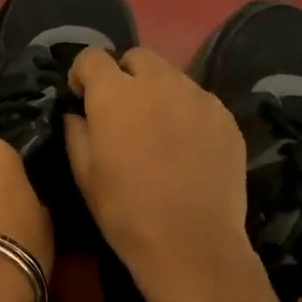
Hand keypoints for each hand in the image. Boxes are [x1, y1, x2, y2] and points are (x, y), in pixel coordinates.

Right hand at [65, 46, 249, 299]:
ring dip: (156, 91)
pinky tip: (185, 146)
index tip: (82, 98)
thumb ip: (76, 133)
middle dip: (123, 74)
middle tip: (121, 111)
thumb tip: (77, 113)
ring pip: (171, 76)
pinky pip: (198, 100)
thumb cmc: (126, 212)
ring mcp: (197, 97)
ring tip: (156, 129)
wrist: (191, 244)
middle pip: (137, 57)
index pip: (92, 57)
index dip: (83, 74)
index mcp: (115, 95)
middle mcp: (158, 83)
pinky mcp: (225, 117)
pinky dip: (185, 111)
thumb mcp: (85, 176)